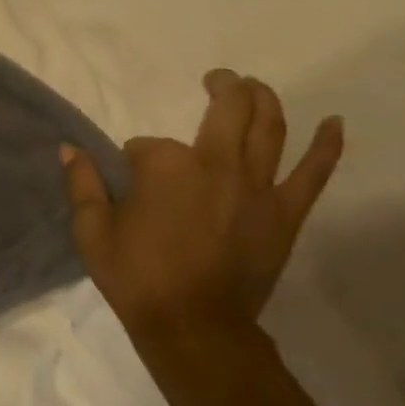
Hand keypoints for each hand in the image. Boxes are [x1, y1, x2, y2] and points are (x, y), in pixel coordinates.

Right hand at [61, 70, 343, 344]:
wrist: (193, 326)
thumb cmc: (136, 277)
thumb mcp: (92, 232)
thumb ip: (82, 185)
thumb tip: (70, 150)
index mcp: (166, 166)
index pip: (146, 145)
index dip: (134, 159)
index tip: (128, 180)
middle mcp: (216, 164)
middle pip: (227, 110)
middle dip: (221, 87)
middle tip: (217, 79)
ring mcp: (257, 186)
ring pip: (269, 127)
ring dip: (264, 99)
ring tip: (257, 86)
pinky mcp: (285, 212)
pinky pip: (313, 172)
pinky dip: (326, 145)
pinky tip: (334, 123)